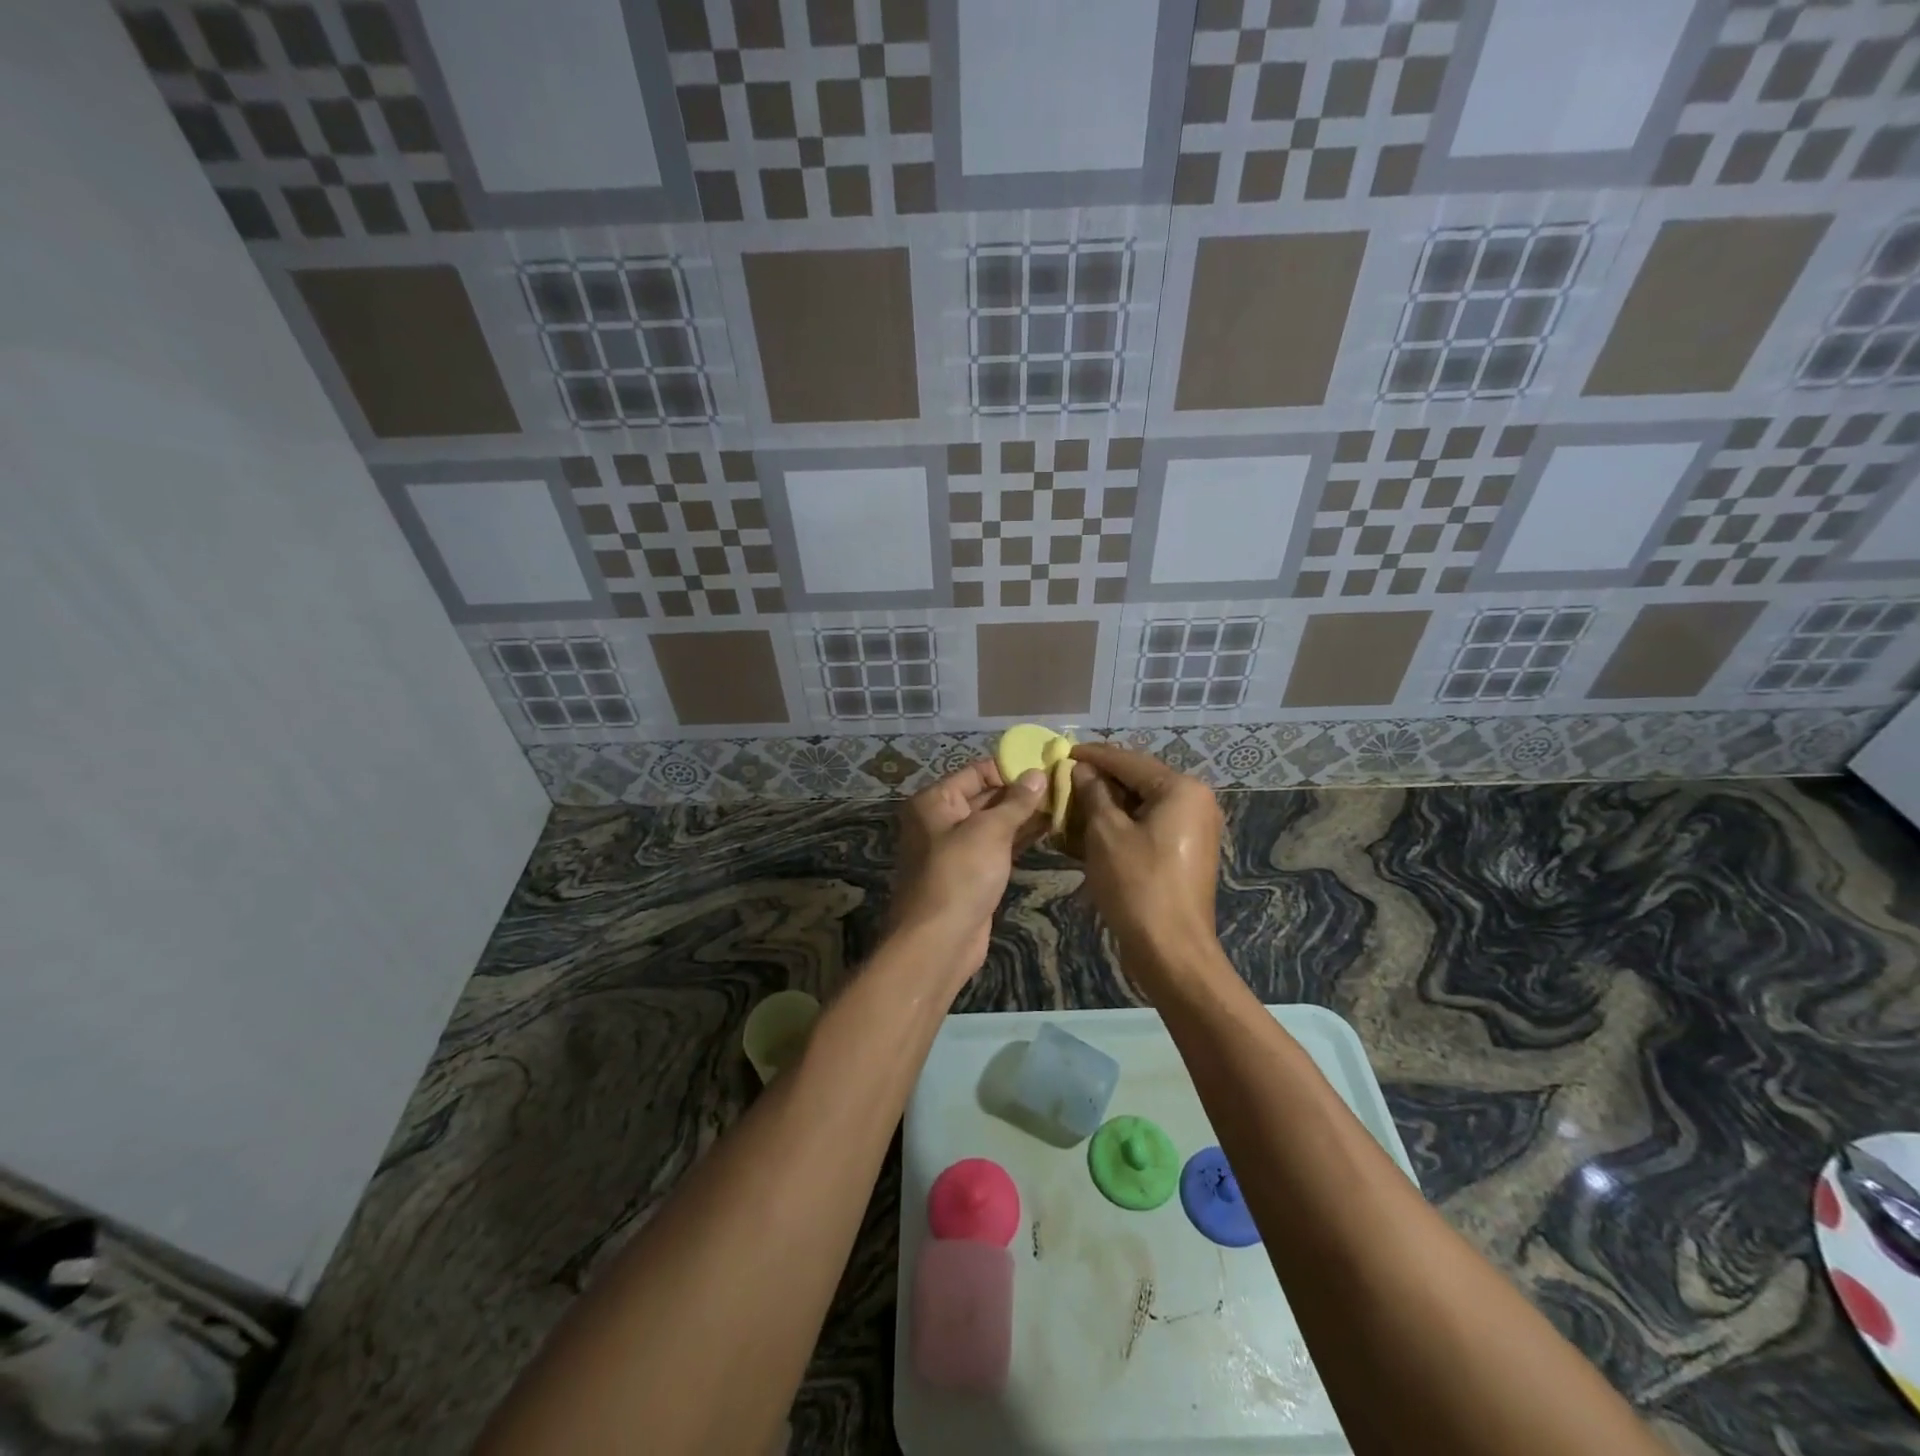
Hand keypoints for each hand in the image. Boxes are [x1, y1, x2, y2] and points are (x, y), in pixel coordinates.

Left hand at [888, 758, 1049, 977]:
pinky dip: (1019, 838)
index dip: (1010, 768)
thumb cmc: (960, 875)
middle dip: (1021, 792)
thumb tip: (1037, 774)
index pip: (976, 772)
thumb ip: (1016, 802)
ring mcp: (955, 848)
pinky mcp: (971, 873)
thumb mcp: (989, 831)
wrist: (940, 941)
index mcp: (934, 801)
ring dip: (1024, 815)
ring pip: (994, 823)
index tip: (1046, 766)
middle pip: (985, 796)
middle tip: (1062, 785)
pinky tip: (1049, 830)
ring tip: (1063, 804)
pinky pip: (997, 846)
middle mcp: (940, 820)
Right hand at [1067, 744, 1224, 972]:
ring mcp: (1194, 829)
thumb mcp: (1106, 833)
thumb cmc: (1137, 885)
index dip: (1093, 756)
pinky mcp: (1186, 853)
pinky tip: (1093, 829)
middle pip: (1139, 781)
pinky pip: (1150, 827)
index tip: (1063, 752)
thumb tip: (1082, 770)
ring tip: (1073, 803)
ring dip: (1109, 804)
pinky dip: (1123, 825)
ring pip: (1143, 805)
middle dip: (1101, 781)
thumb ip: (1093, 794)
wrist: (1171, 951)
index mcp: (1181, 790)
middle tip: (1065, 778)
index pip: (1129, 761)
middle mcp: (1195, 802)